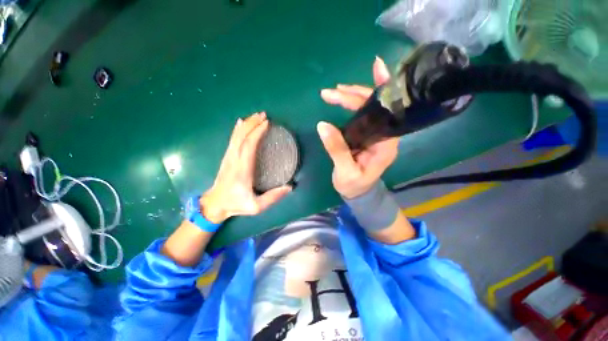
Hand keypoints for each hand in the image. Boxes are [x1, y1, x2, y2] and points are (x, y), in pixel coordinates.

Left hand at [201, 112, 291, 222]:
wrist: (214, 204)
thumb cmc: (236, 204)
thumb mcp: (256, 206)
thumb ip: (273, 197)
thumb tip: (290, 187)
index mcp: (242, 170)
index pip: (249, 146)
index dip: (257, 133)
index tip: (267, 124)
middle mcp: (234, 159)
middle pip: (242, 137)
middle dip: (253, 124)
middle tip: (264, 115)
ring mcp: (229, 157)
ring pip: (236, 136)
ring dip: (246, 124)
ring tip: (256, 116)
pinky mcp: (227, 157)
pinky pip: (232, 139)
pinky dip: (237, 129)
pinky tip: (240, 122)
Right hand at [318, 57, 398, 198]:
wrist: (357, 193)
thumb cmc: (355, 186)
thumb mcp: (346, 172)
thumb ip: (337, 149)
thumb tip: (322, 125)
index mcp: (386, 144)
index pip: (387, 111)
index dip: (382, 89)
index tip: (377, 67)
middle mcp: (384, 135)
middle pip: (375, 106)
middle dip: (355, 94)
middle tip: (333, 90)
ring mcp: (374, 133)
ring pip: (367, 108)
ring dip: (351, 97)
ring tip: (333, 92)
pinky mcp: (365, 134)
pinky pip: (360, 115)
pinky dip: (350, 105)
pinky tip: (340, 99)